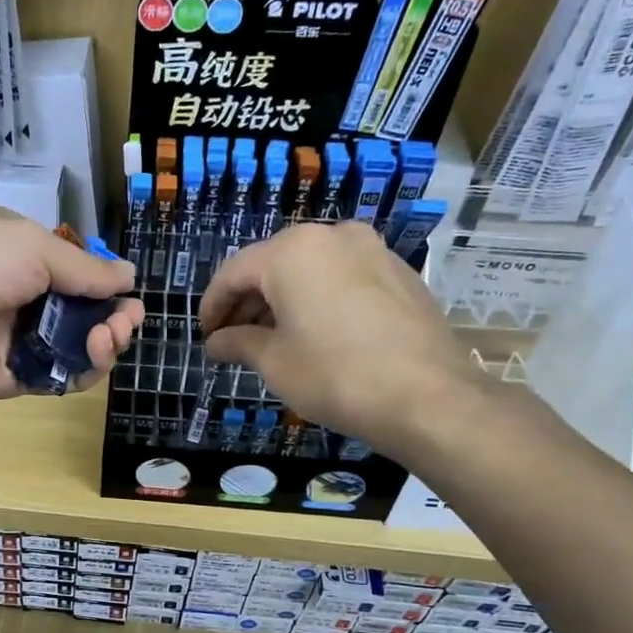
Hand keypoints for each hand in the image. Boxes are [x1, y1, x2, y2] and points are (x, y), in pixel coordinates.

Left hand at [0, 206, 142, 402]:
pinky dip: (85, 370)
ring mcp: (18, 340)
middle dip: (112, 315)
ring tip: (109, 336)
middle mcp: (21, 297)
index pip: (72, 271)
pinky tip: (95, 354)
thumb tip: (129, 276)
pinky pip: (61, 377)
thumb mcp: (34, 245)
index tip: (126, 291)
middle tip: (125, 320)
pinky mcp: (16, 378)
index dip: (103, 282)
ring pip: (76, 346)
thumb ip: (84, 268)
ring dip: (104, 340)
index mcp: (19, 255)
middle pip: (81, 311)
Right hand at [200, 220, 486, 462]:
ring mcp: (371, 250)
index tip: (206, 335)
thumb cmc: (334, 375)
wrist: (427, 397)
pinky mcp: (398, 272)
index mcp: (292, 251)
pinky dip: (318, 298)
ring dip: (283, 300)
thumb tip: (216, 342)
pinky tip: (316, 334)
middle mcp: (332, 236)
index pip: (234, 272)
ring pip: (310, 268)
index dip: (212, 305)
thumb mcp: (274, 362)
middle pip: (272, 264)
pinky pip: (342, 277)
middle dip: (248, 301)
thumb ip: (237, 343)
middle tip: (234, 339)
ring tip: (272, 340)